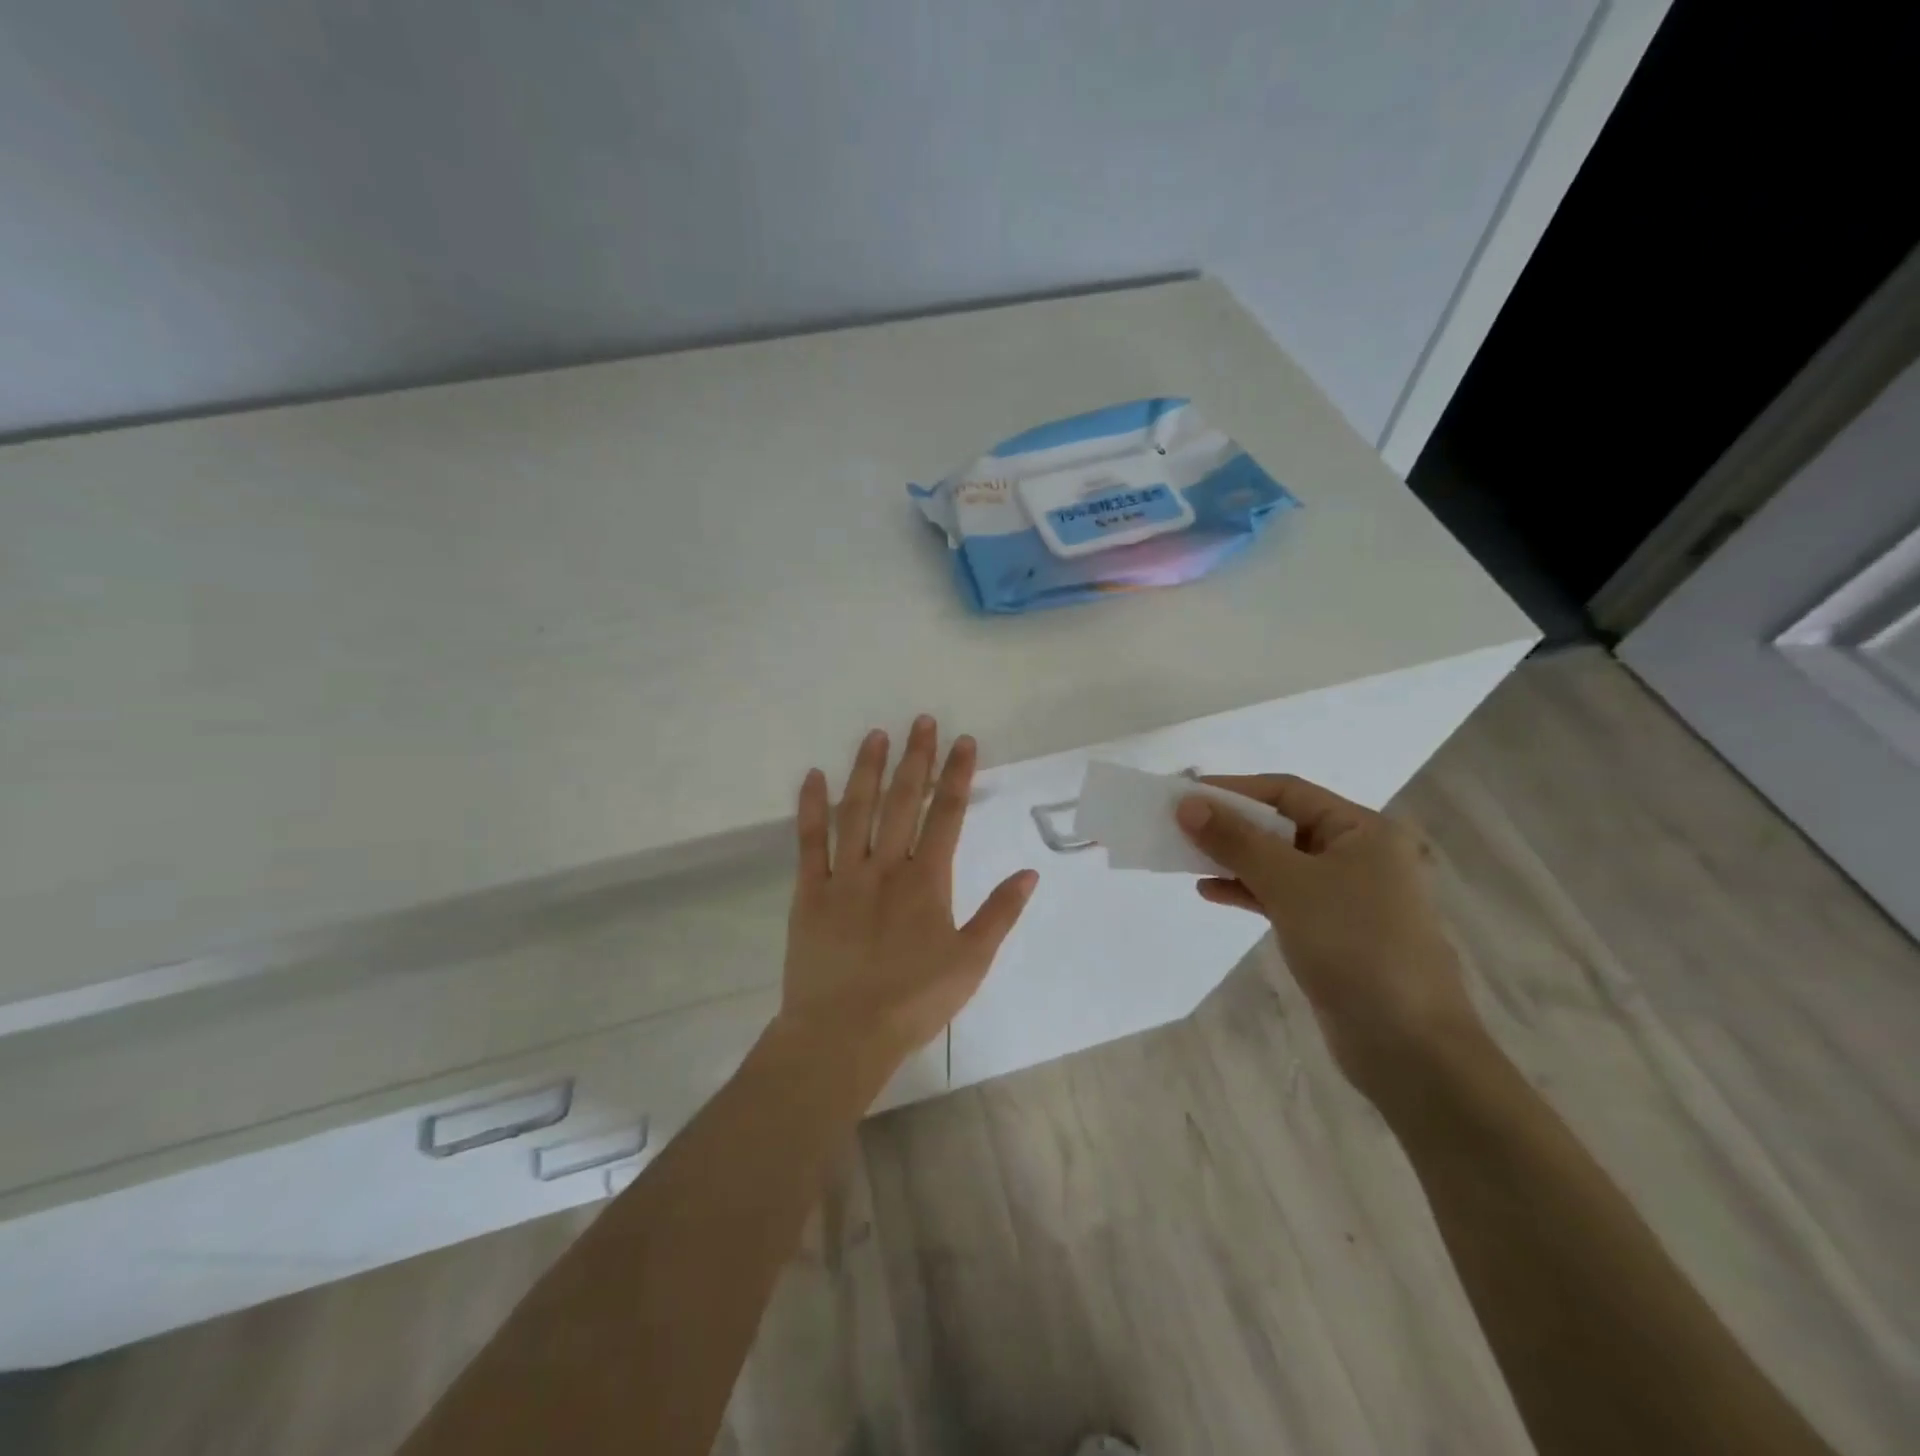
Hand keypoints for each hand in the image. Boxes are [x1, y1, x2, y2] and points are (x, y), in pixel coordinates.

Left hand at [780, 717, 1037, 1076]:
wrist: (843, 1035)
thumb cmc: (913, 1001)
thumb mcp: (971, 962)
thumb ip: (1000, 914)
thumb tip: (1029, 872)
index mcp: (927, 881)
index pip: (948, 815)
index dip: (958, 775)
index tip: (964, 741)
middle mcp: (886, 867)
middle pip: (904, 801)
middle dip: (916, 758)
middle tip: (922, 721)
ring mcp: (844, 876)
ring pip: (857, 811)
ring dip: (868, 770)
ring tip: (876, 735)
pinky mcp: (809, 892)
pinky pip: (809, 842)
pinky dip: (811, 807)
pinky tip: (814, 777)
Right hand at [1175, 775, 1484, 1097]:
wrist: (1407, 1045)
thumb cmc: (1354, 945)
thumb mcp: (1289, 883)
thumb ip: (1235, 840)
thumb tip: (1187, 804)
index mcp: (1364, 830)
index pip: (1288, 791)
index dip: (1234, 789)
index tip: (1185, 794)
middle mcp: (1359, 854)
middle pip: (1283, 825)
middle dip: (1231, 825)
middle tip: (1179, 826)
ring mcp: (1348, 895)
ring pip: (1279, 862)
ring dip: (1234, 858)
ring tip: (1186, 858)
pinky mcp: (1334, 931)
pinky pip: (1283, 896)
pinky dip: (1248, 891)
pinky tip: (1211, 892)